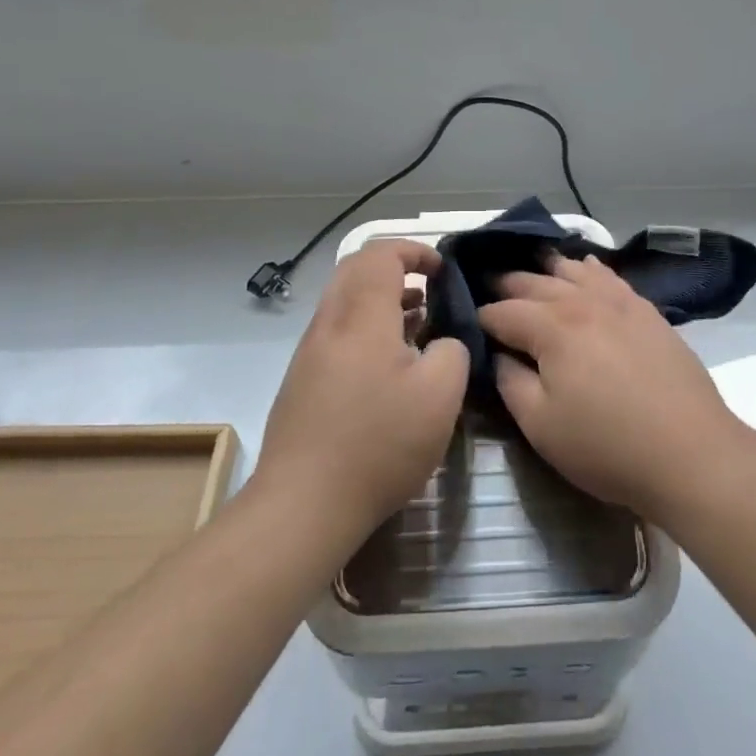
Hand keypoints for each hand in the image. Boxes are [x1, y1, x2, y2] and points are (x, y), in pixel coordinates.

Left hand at [256, 242, 469, 538]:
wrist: (302, 504)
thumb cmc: (378, 443)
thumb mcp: (441, 395)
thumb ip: (452, 351)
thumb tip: (441, 343)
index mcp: (362, 315)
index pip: (381, 254)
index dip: (415, 251)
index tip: (442, 270)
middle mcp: (330, 322)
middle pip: (356, 269)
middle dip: (395, 268)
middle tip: (429, 290)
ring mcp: (310, 352)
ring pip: (345, 301)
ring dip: (381, 300)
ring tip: (418, 324)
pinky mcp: (302, 380)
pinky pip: (338, 332)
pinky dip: (367, 327)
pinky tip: (390, 365)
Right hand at [478, 254, 740, 522]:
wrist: (692, 453)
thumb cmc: (608, 446)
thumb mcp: (541, 426)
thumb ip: (510, 382)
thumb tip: (497, 354)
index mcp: (551, 327)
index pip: (502, 311)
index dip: (480, 317)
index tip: (466, 323)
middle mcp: (583, 302)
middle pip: (534, 283)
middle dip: (506, 285)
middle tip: (487, 288)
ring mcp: (619, 302)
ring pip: (573, 271)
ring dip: (546, 269)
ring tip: (529, 267)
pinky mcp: (647, 312)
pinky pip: (610, 277)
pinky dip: (590, 269)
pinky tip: (584, 266)